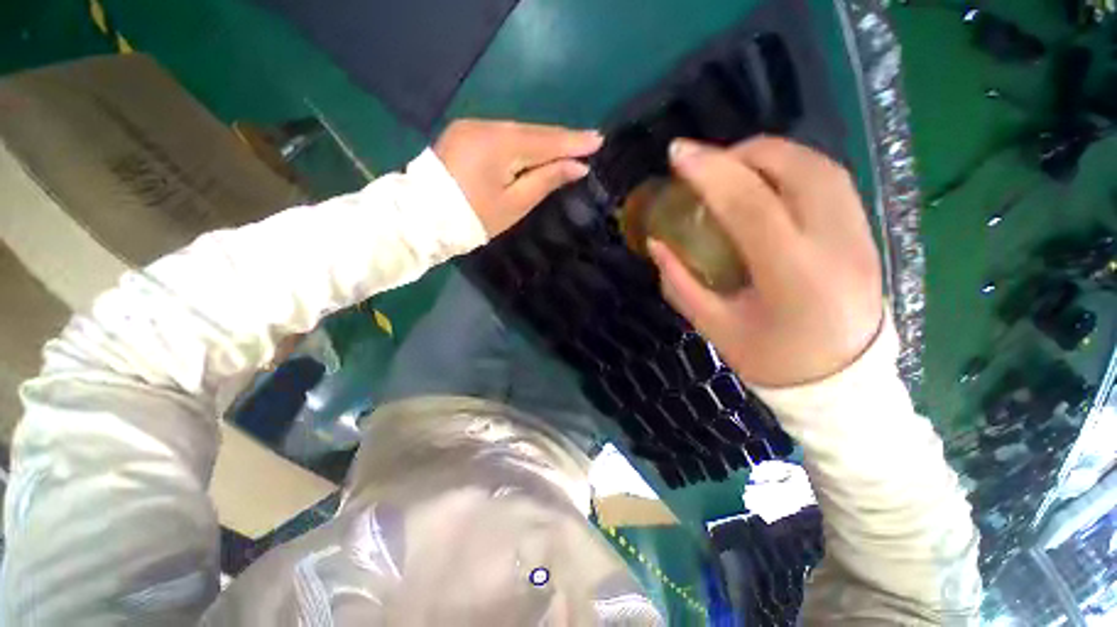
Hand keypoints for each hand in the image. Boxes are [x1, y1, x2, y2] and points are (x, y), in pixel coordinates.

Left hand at [434, 119, 602, 236]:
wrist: (421, 218)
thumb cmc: (473, 219)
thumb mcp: (515, 204)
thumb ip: (546, 180)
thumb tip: (577, 166)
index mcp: (500, 145)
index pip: (546, 141)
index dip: (573, 142)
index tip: (599, 140)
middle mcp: (486, 127)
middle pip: (533, 132)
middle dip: (561, 138)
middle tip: (589, 141)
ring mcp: (471, 127)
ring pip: (518, 132)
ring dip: (543, 140)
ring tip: (569, 146)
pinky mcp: (463, 134)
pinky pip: (502, 135)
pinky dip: (523, 143)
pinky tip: (537, 148)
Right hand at [648, 137, 883, 387]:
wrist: (842, 382)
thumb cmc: (772, 360)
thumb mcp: (714, 327)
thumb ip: (680, 282)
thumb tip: (655, 242)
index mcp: (794, 276)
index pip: (752, 204)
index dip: (711, 172)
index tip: (678, 154)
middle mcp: (837, 243)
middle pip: (795, 168)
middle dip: (740, 153)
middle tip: (703, 164)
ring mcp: (859, 233)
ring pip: (817, 165)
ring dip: (767, 154)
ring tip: (730, 167)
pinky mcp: (865, 230)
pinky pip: (829, 179)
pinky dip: (790, 166)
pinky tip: (763, 181)